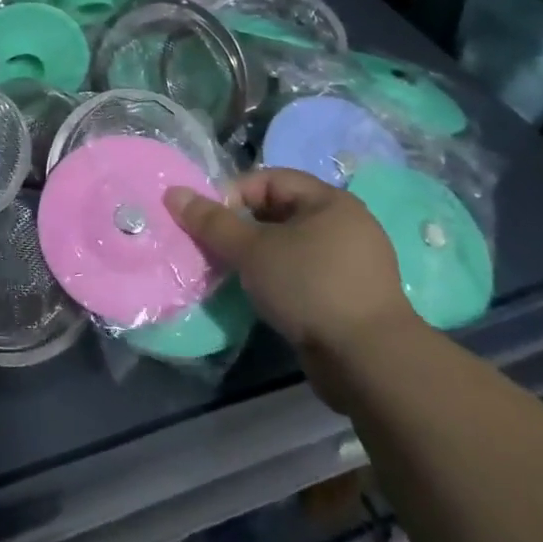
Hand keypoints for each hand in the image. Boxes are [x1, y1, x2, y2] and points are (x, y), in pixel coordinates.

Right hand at [165, 169, 421, 397]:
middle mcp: (347, 225)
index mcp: (330, 201)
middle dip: (244, 227)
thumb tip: (173, 193)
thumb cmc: (309, 287)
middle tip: (218, 248)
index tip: (211, 222)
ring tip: (236, 273)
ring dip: (260, 255)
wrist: (369, 362)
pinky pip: (305, 274)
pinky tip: (263, 296)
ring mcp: (353, 263)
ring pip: (292, 245)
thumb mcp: (252, 250)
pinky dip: (280, 278)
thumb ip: (212, 221)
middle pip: (281, 211)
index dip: (235, 194)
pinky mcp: (352, 297)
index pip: (270, 179)